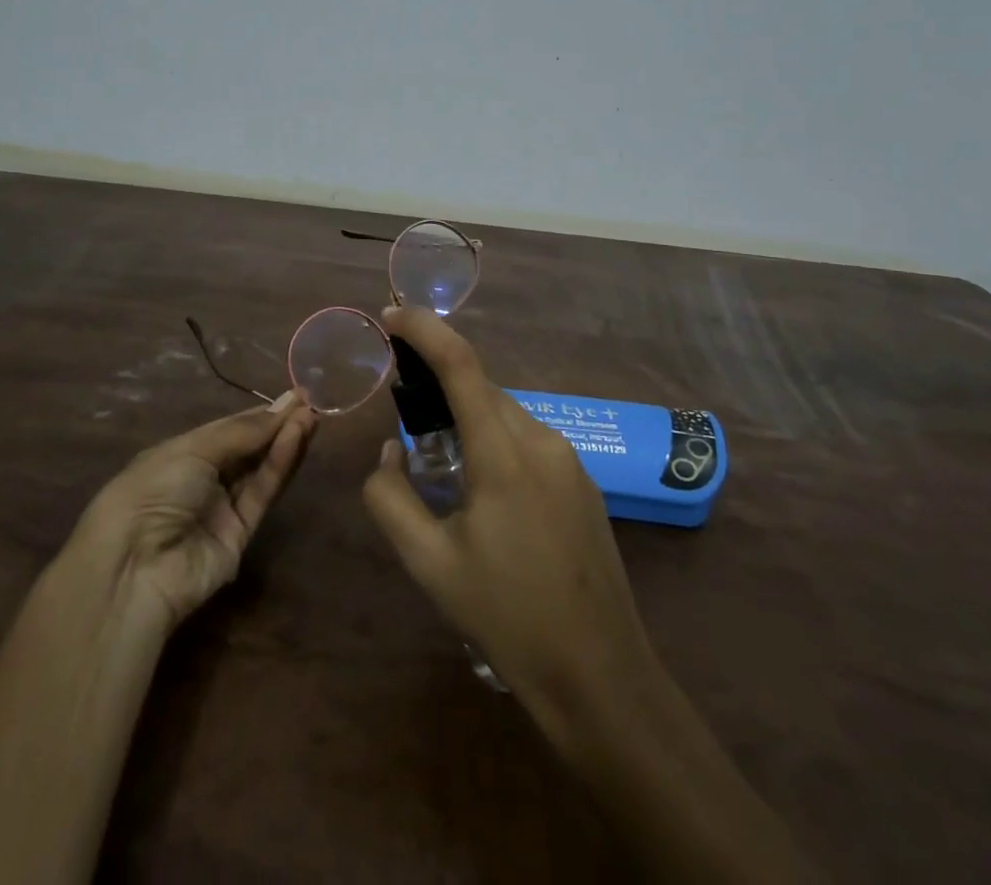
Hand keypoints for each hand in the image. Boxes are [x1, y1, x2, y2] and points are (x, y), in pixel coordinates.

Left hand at [70, 392, 316, 628]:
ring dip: (284, 442)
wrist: (135, 567)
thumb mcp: (193, 450)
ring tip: (311, 416)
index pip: (228, 429)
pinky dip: (280, 465)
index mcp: (181, 454)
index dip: (258, 413)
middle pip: (248, 448)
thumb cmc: (153, 490)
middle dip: (276, 425)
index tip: (292, 396)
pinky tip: (296, 438)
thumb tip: (283, 407)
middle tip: (308, 402)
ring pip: (259, 470)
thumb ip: (242, 432)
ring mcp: (222, 508)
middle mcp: (203, 479)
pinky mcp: (241, 534)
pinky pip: (262, 493)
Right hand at [362, 309, 658, 735]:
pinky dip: (497, 441)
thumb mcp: (429, 563)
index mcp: (503, 453)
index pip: (461, 364)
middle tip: (406, 412)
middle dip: (441, 384)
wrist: (600, 675)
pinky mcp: (584, 484)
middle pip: (483, 388)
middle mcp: (542, 441)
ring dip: (470, 418)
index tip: (392, 314)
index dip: (424, 330)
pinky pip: (530, 441)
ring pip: (507, 414)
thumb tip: (389, 452)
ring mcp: (570, 461)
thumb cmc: (507, 616)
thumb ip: (391, 498)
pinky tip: (487, 493)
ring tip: (443, 464)